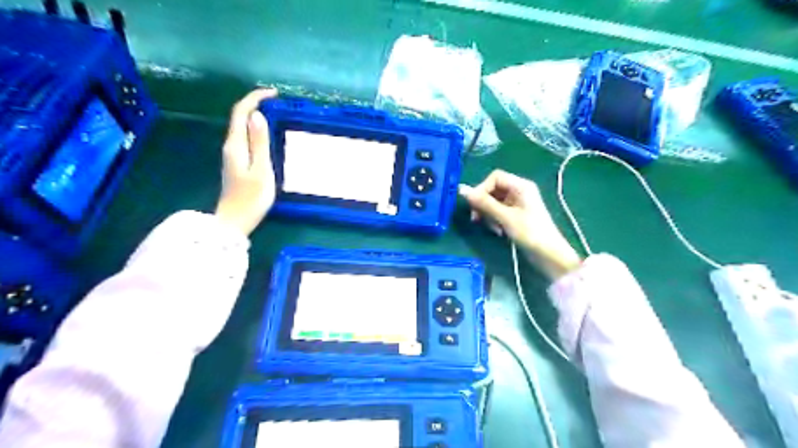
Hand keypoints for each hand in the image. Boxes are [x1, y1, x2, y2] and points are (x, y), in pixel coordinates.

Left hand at [213, 86, 278, 233]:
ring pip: (242, 127)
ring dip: (257, 117)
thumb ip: (259, 143)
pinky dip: (256, 130)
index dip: (255, 98)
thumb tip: (258, 116)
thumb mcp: (261, 170)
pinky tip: (268, 135)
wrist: (235, 221)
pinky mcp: (237, 163)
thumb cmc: (251, 198)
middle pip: (240, 117)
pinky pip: (246, 138)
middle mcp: (231, 146)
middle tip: (279, 103)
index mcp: (235, 145)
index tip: (274, 94)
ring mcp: (232, 155)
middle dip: (257, 104)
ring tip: (277, 115)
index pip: (241, 112)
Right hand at [458, 167, 584, 279]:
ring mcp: (518, 203)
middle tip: (477, 219)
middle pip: (493, 189)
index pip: (495, 177)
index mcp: (521, 186)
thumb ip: (484, 203)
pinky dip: (494, 220)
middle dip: (484, 204)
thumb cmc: (530, 233)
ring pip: (494, 202)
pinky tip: (498, 231)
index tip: (474, 205)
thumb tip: (462, 190)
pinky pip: (499, 211)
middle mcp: (519, 191)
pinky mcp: (516, 215)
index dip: (482, 188)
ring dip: (488, 214)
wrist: (549, 255)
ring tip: (492, 228)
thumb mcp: (505, 217)